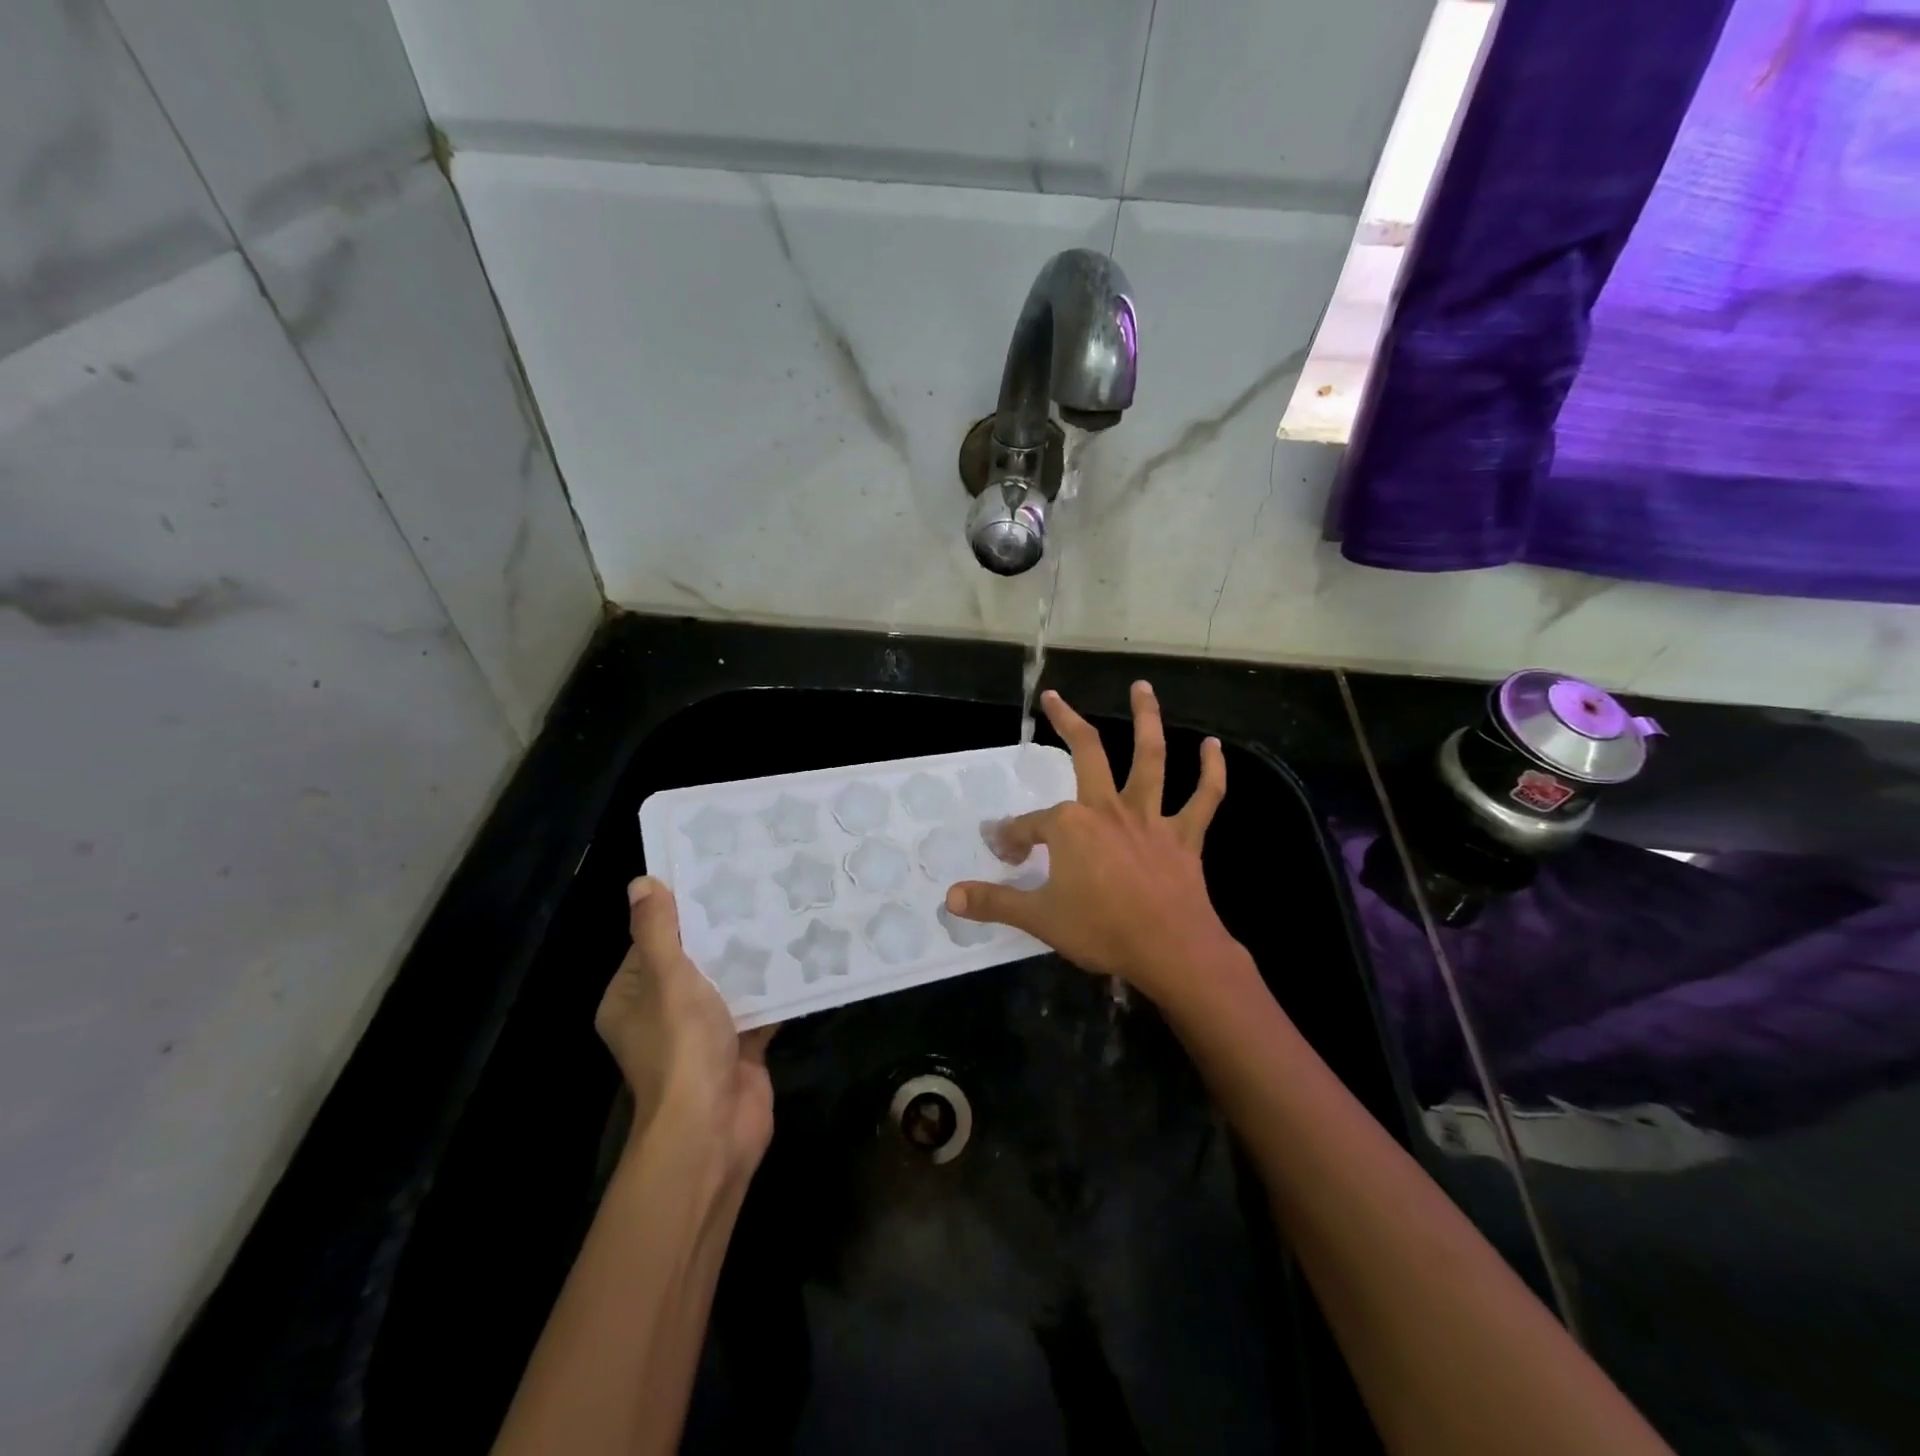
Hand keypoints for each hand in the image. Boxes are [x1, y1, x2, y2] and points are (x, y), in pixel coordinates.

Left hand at [595, 877, 775, 1177]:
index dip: (678, 913)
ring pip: (727, 984)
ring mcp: (702, 1034)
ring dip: (751, 958)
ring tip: (781, 911)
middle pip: (693, 961)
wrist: (713, 1128)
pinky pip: (756, 1008)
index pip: (651, 943)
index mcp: (632, 1000)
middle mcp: (662, 1015)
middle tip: (756, 888)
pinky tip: (800, 954)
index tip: (712, 878)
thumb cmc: (681, 1047)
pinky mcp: (738, 1047)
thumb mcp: (667, 979)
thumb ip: (657, 932)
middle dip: (723, 932)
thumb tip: (641, 883)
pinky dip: (774, 988)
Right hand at [946, 683, 1240, 1004]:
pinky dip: (1212, 771)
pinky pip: (1204, 798)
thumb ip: (994, 902)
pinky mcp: (1184, 835)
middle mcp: (1108, 809)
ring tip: (1143, 687)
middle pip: (1087, 754)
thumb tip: (950, 897)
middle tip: (1053, 697)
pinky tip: (1214, 746)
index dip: (1013, 838)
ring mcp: (1149, 818)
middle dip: (1066, 722)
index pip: (1030, 825)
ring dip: (1147, 720)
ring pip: (1150, 759)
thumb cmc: (1101, 930)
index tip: (1006, 853)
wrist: (1170, 951)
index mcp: (1070, 826)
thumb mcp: (1038, 918)